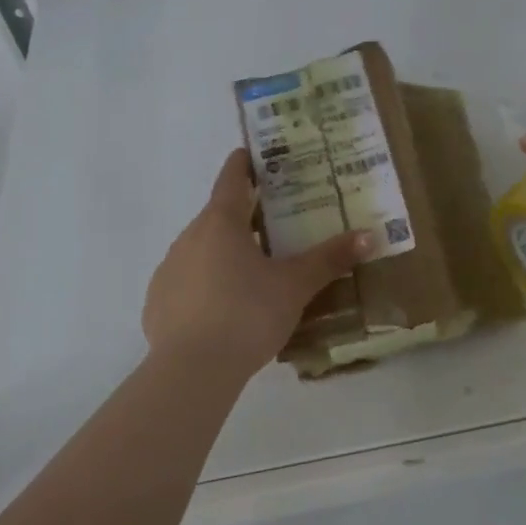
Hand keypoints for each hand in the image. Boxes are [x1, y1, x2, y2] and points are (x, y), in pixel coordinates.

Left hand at [143, 149, 369, 381]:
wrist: (192, 370)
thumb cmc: (247, 314)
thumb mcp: (295, 286)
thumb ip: (329, 259)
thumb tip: (369, 236)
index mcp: (221, 223)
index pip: (231, 179)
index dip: (243, 164)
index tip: (250, 154)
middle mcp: (189, 237)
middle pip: (218, 216)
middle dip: (243, 216)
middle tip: (273, 223)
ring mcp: (168, 269)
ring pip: (201, 250)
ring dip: (223, 252)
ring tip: (252, 272)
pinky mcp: (157, 302)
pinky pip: (186, 282)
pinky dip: (204, 285)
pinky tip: (222, 309)